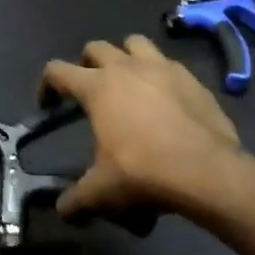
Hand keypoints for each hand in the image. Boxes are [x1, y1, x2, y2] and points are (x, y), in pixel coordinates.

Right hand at [40, 36, 242, 219]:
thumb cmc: (144, 173)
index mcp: (97, 87)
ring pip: (135, 43)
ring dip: (125, 57)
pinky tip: (165, 100)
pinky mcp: (193, 79)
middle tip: (89, 91)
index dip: (46, 85)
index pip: (58, 71)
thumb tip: (63, 211)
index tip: (48, 105)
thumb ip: (76, 200)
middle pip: (96, 48)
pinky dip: (160, 76)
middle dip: (86, 64)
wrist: (207, 172)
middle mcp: (127, 68)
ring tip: (127, 82)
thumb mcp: (102, 192)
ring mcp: (163, 68)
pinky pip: (169, 65)